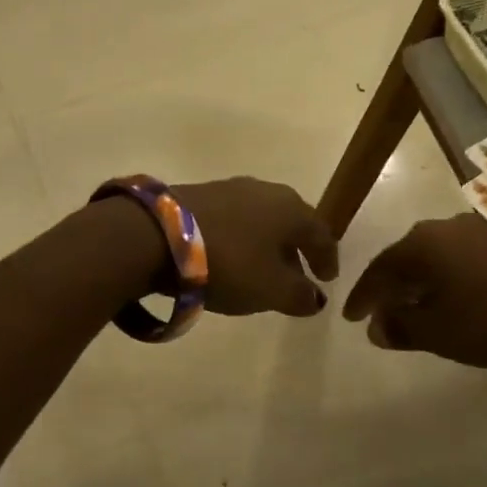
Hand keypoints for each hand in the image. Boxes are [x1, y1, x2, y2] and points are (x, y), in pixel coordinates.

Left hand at [172, 177, 339, 317]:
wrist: (159, 234)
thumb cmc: (229, 262)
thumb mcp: (271, 289)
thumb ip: (299, 296)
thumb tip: (315, 298)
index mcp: (291, 209)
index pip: (321, 234)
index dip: (327, 258)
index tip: (327, 279)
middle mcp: (266, 190)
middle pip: (290, 222)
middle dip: (295, 250)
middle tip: (296, 277)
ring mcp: (231, 188)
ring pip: (261, 219)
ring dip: (266, 244)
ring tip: (261, 270)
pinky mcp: (201, 194)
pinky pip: (234, 219)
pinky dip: (241, 239)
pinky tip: (231, 257)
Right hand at [342, 214, 486, 367]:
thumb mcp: (441, 332)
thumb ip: (402, 327)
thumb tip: (376, 327)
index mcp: (421, 243)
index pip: (379, 269)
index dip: (363, 296)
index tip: (351, 318)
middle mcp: (446, 227)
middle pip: (406, 257)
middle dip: (392, 286)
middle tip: (382, 311)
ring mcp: (480, 231)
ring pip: (436, 257)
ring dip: (422, 282)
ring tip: (418, 306)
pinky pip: (463, 259)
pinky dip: (450, 279)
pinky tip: (457, 298)